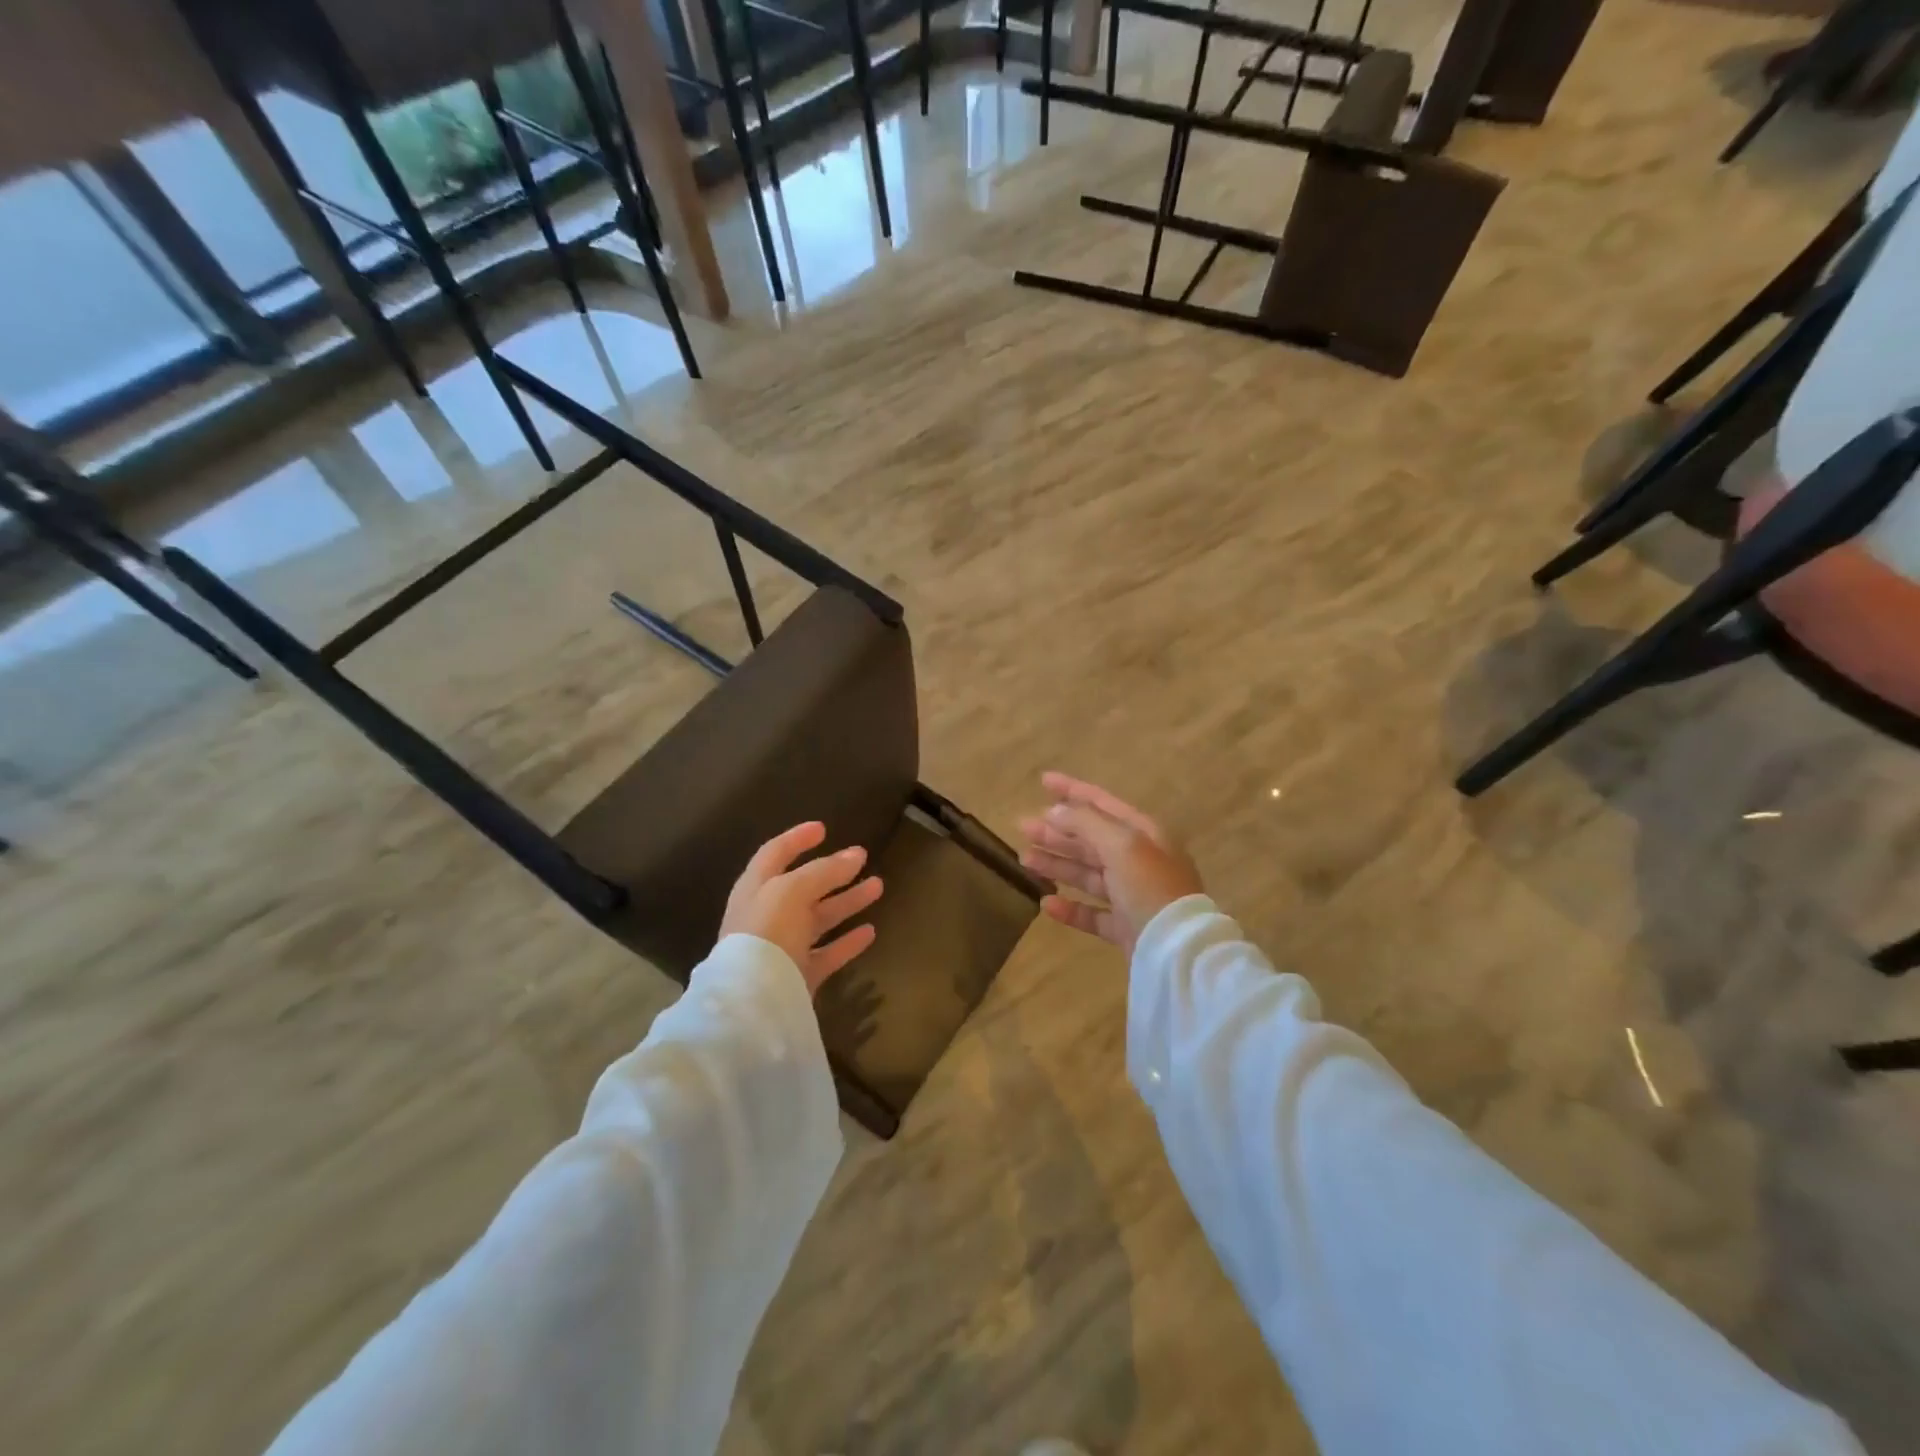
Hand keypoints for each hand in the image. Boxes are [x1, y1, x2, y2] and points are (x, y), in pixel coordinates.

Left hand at [719, 822, 883, 995]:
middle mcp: (767, 916)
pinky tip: (870, 931)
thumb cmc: (767, 932)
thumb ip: (824, 871)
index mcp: (756, 888)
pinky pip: (827, 953)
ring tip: (878, 886)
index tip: (823, 828)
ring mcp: (784, 947)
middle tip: (862, 857)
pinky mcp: (799, 976)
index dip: (797, 839)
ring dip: (847, 901)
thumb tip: (854, 855)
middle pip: (804, 887)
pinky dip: (847, 942)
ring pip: (820, 918)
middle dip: (833, 871)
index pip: (775, 854)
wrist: (753, 1001)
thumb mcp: (792, 891)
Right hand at [1018, 773, 1204, 953]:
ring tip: (1025, 859)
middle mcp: (1139, 860)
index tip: (1042, 781)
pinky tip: (1047, 904)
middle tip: (1023, 827)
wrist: (1177, 949)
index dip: (1072, 790)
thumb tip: (1055, 812)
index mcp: (1144, 834)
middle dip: (1057, 831)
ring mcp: (1132, 895)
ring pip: (1088, 875)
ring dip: (1057, 865)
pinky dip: (1070, 908)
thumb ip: (1086, 823)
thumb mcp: (1121, 845)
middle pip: (1091, 840)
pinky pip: (1092, 913)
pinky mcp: (1125, 927)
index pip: (1103, 804)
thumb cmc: (1150, 887)